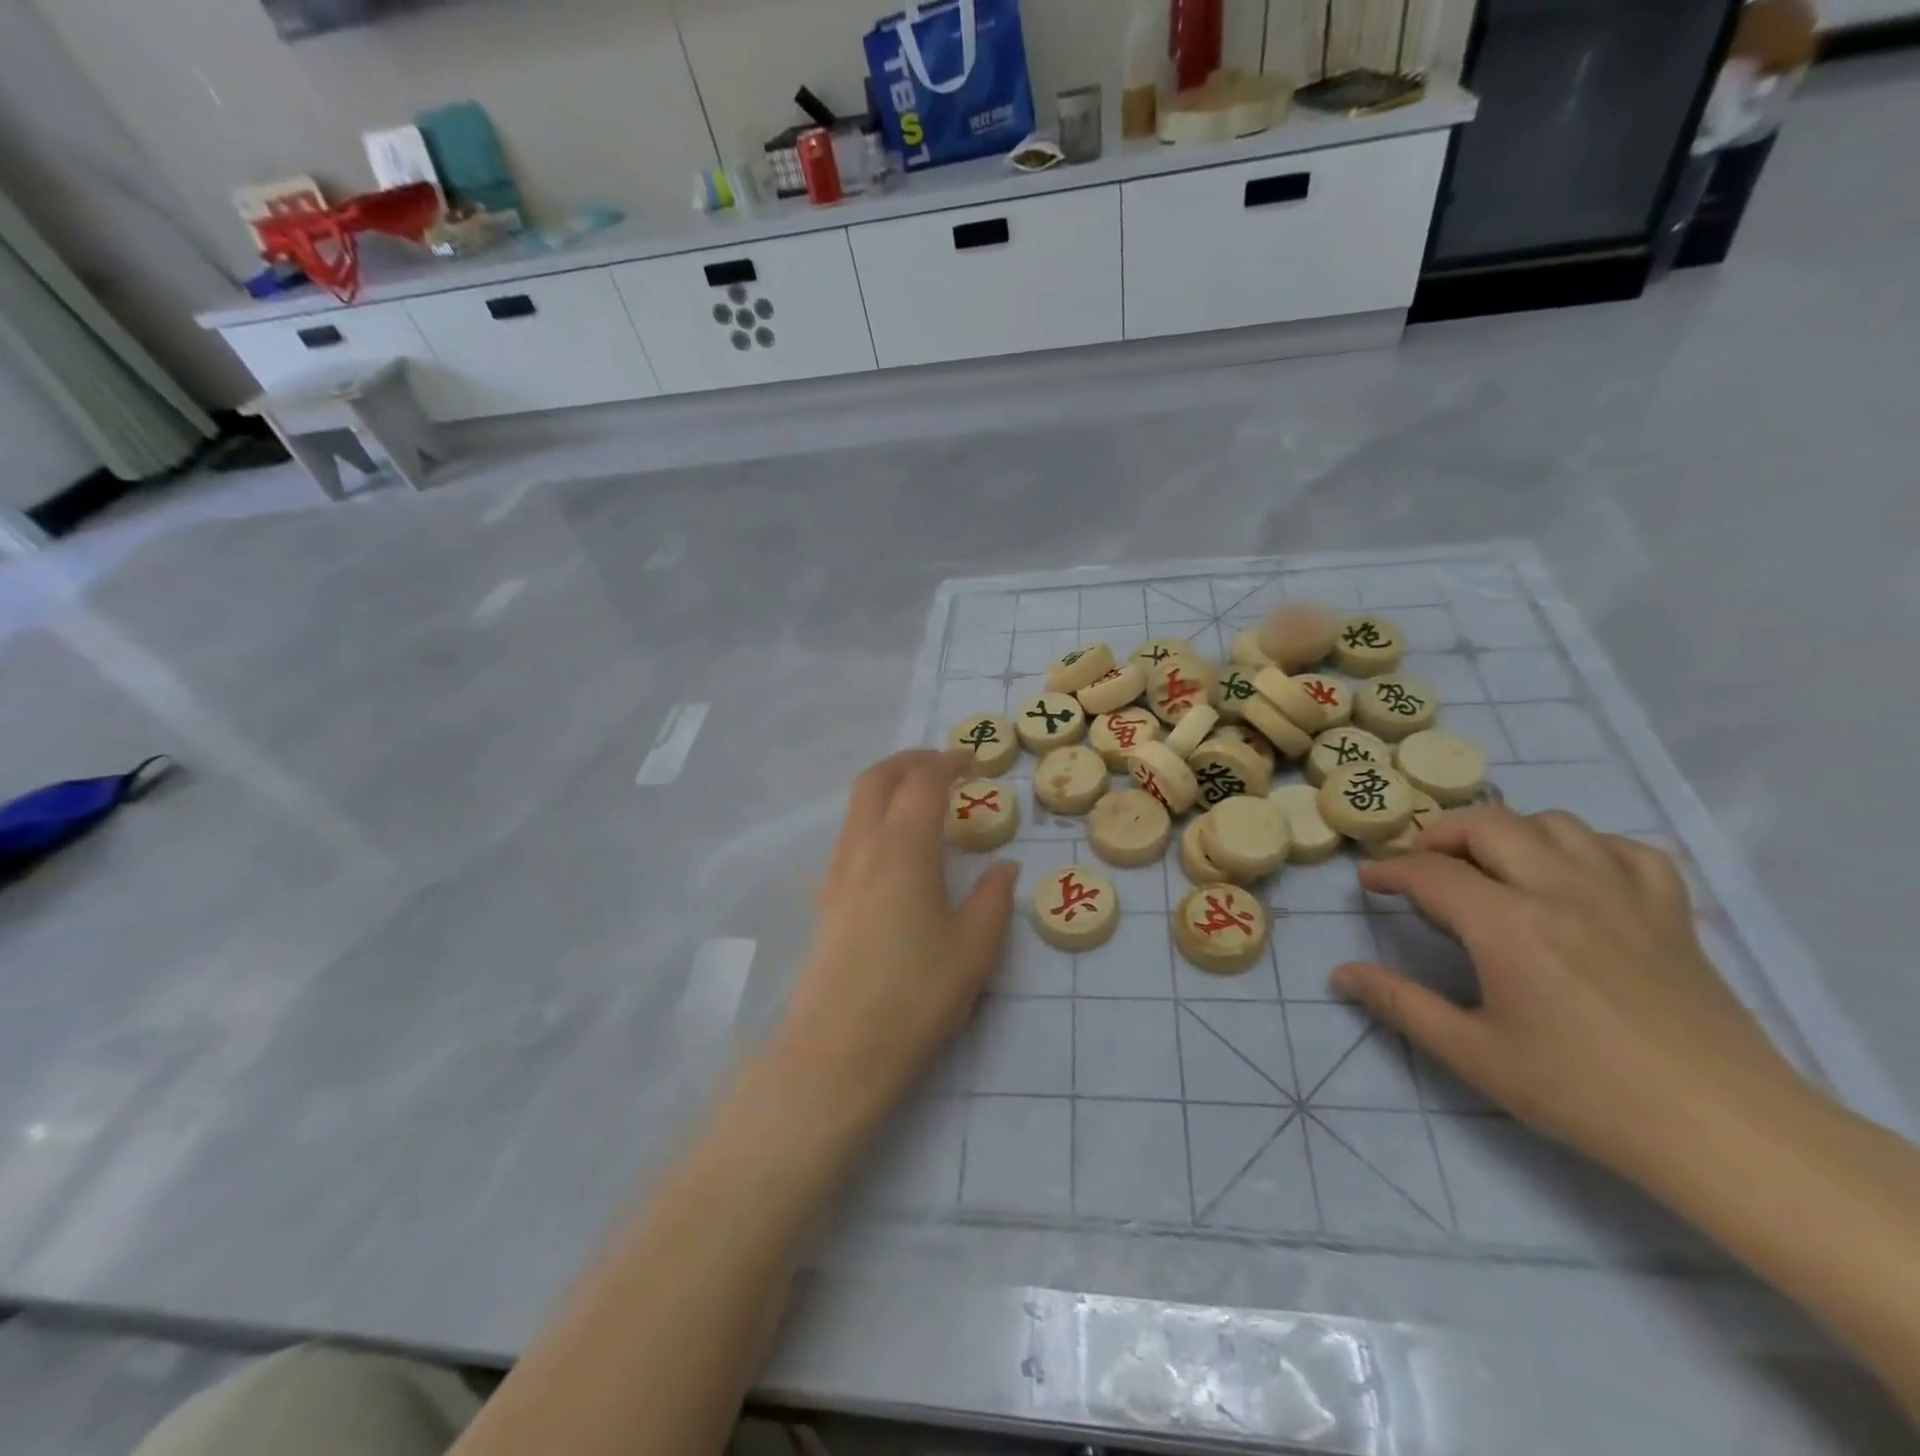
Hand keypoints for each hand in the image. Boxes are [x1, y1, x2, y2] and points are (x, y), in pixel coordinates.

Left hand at [771, 750, 1017, 1127]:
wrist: (838, 1051)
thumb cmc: (916, 996)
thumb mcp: (974, 949)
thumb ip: (993, 899)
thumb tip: (1003, 867)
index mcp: (903, 848)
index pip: (922, 782)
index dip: (946, 762)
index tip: (970, 761)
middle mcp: (863, 848)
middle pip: (876, 780)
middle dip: (908, 761)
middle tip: (941, 765)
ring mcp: (837, 873)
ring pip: (856, 806)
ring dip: (887, 787)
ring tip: (922, 803)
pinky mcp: (825, 899)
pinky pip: (850, 836)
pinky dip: (874, 818)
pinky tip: (897, 851)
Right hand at [1330, 804, 1806, 1183]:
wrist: (1725, 1132)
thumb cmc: (1585, 1093)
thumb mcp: (1474, 1054)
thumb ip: (1401, 1004)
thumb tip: (1341, 973)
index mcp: (1507, 924)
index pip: (1430, 872)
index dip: (1390, 871)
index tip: (1369, 880)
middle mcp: (1560, 890)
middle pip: (1488, 824)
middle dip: (1441, 834)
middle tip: (1422, 864)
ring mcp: (1622, 895)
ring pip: (1554, 823)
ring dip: (1509, 832)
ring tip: (1491, 865)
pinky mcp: (1671, 912)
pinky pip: (1625, 849)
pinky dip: (1588, 847)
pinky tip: (1573, 875)